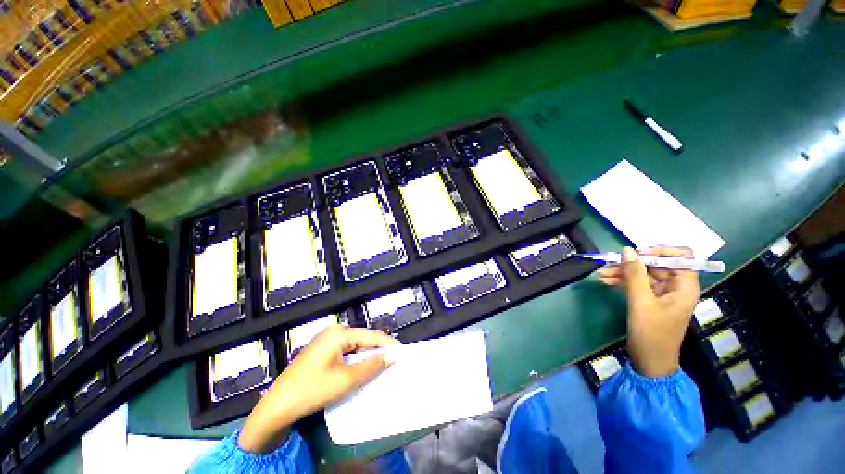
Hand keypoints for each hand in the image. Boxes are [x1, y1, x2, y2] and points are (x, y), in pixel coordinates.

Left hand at [238, 326, 398, 452]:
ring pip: (355, 346)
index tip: (402, 353)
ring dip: (367, 356)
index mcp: (339, 333)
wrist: (276, 407)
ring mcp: (325, 340)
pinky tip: (362, 369)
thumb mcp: (346, 379)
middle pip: (363, 339)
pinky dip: (356, 360)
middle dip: (378, 350)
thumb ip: (371, 365)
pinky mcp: (321, 351)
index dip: (388, 344)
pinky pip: (345, 352)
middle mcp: (333, 332)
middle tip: (393, 362)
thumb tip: (391, 356)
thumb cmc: (312, 390)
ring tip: (381, 367)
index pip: (371, 335)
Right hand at [598, 247, 699, 376]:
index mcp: (684, 286)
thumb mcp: (641, 302)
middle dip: (633, 263)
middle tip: (609, 264)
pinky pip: (639, 284)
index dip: (660, 251)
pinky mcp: (652, 299)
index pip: (681, 257)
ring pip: (645, 273)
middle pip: (657, 264)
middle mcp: (677, 287)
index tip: (636, 254)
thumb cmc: (651, 333)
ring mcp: (664, 293)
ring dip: (624, 272)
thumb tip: (627, 250)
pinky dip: (624, 281)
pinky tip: (607, 281)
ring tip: (602, 274)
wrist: (650, 360)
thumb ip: (634, 274)